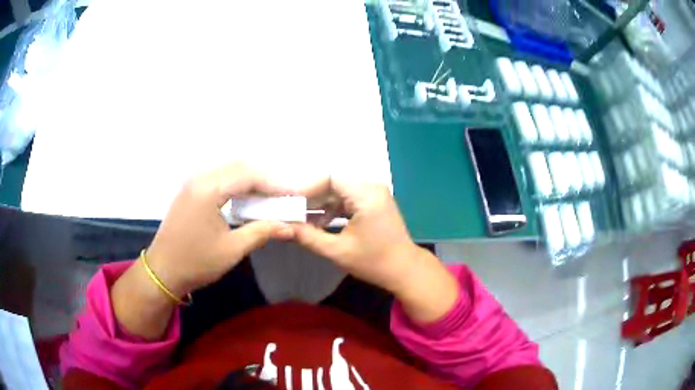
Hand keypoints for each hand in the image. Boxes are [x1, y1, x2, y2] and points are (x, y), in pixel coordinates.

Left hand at [146, 162, 295, 297]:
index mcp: (209, 189)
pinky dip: (237, 185)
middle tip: (284, 196)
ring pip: (229, 171)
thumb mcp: (232, 249)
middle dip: (264, 180)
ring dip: (251, 181)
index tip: (295, 195)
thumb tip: (290, 226)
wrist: (163, 271)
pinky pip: (219, 179)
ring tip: (269, 197)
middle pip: (239, 167)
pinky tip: (246, 199)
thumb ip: (261, 232)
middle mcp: (200, 178)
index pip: (249, 176)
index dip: (275, 184)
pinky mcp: (191, 191)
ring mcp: (193, 183)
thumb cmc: (196, 262)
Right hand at [294, 181, 418, 292]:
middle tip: (291, 212)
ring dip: (322, 205)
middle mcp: (372, 187)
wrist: (404, 270)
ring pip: (340, 192)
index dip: (306, 189)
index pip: (329, 179)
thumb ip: (308, 237)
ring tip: (302, 220)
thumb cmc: (373, 261)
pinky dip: (333, 209)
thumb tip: (283, 228)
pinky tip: (320, 223)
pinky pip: (348, 199)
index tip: (289, 203)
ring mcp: (375, 194)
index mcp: (366, 194)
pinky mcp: (374, 202)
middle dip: (312, 199)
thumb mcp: (338, 251)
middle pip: (334, 184)